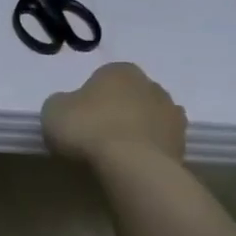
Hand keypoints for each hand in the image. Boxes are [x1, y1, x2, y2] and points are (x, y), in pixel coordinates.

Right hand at [42, 62, 187, 167]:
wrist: (131, 164)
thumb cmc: (88, 129)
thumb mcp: (53, 110)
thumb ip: (61, 103)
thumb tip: (69, 106)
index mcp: (119, 70)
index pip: (101, 79)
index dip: (87, 99)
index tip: (78, 120)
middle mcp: (150, 84)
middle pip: (128, 97)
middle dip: (115, 111)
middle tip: (95, 136)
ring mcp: (171, 112)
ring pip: (147, 118)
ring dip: (134, 130)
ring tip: (115, 154)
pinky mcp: (182, 140)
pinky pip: (158, 142)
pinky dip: (147, 150)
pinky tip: (132, 164)